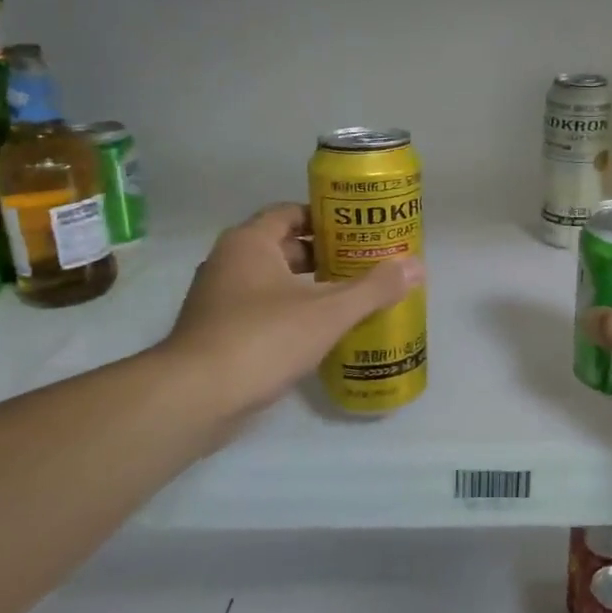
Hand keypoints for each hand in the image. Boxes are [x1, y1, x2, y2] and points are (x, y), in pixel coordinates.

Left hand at [155, 203, 423, 431]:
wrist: (194, 399)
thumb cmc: (262, 339)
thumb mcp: (327, 312)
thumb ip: (373, 288)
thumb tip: (417, 266)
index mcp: (249, 243)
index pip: (291, 213)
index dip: (327, 218)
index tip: (360, 231)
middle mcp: (229, 263)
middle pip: (285, 247)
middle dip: (325, 256)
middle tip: (365, 265)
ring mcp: (219, 300)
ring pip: (274, 283)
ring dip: (309, 288)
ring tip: (352, 298)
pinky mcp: (218, 334)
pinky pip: (263, 312)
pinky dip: (292, 315)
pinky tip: (322, 333)